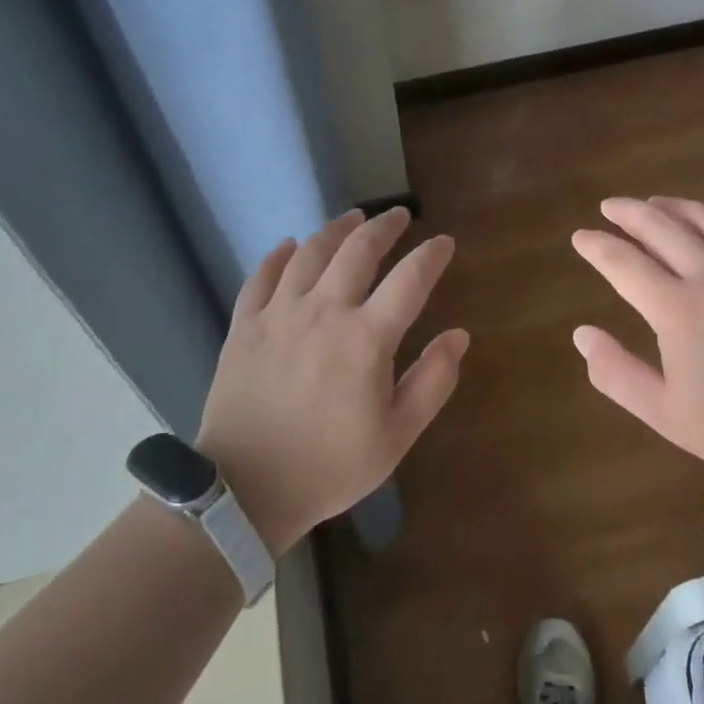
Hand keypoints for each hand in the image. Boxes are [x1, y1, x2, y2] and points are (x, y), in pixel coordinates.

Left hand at [196, 208, 467, 552]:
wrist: (247, 489)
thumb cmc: (330, 466)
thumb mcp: (397, 436)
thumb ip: (433, 381)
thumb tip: (458, 335)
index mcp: (366, 339)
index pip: (410, 279)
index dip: (431, 255)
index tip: (444, 242)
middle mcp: (323, 311)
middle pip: (358, 250)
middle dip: (384, 226)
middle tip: (399, 214)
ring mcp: (279, 314)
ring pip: (310, 252)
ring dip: (336, 229)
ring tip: (353, 217)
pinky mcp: (245, 325)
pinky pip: (261, 276)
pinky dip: (278, 256)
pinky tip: (289, 245)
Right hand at [570, 197, 703, 491]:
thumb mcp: (666, 414)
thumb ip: (617, 373)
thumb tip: (582, 334)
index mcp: (678, 309)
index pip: (624, 263)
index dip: (598, 247)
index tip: (580, 237)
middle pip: (662, 228)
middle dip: (629, 213)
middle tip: (610, 207)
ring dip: (674, 207)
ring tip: (654, 202)